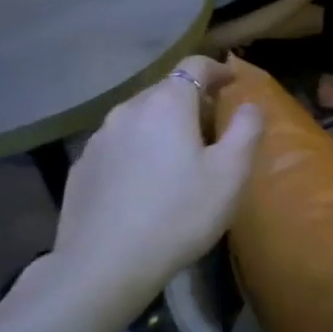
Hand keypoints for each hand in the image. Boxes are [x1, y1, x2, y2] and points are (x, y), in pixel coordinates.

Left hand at [51, 56, 262, 311]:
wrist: (104, 265)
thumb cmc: (179, 214)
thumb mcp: (231, 173)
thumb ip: (247, 129)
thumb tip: (250, 104)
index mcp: (168, 105)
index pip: (194, 66)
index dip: (218, 70)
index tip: (233, 84)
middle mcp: (128, 110)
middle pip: (166, 90)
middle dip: (192, 101)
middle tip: (213, 128)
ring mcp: (98, 138)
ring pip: (140, 118)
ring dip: (163, 126)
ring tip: (179, 157)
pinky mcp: (82, 167)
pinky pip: (119, 144)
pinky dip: (139, 150)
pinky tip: (146, 183)